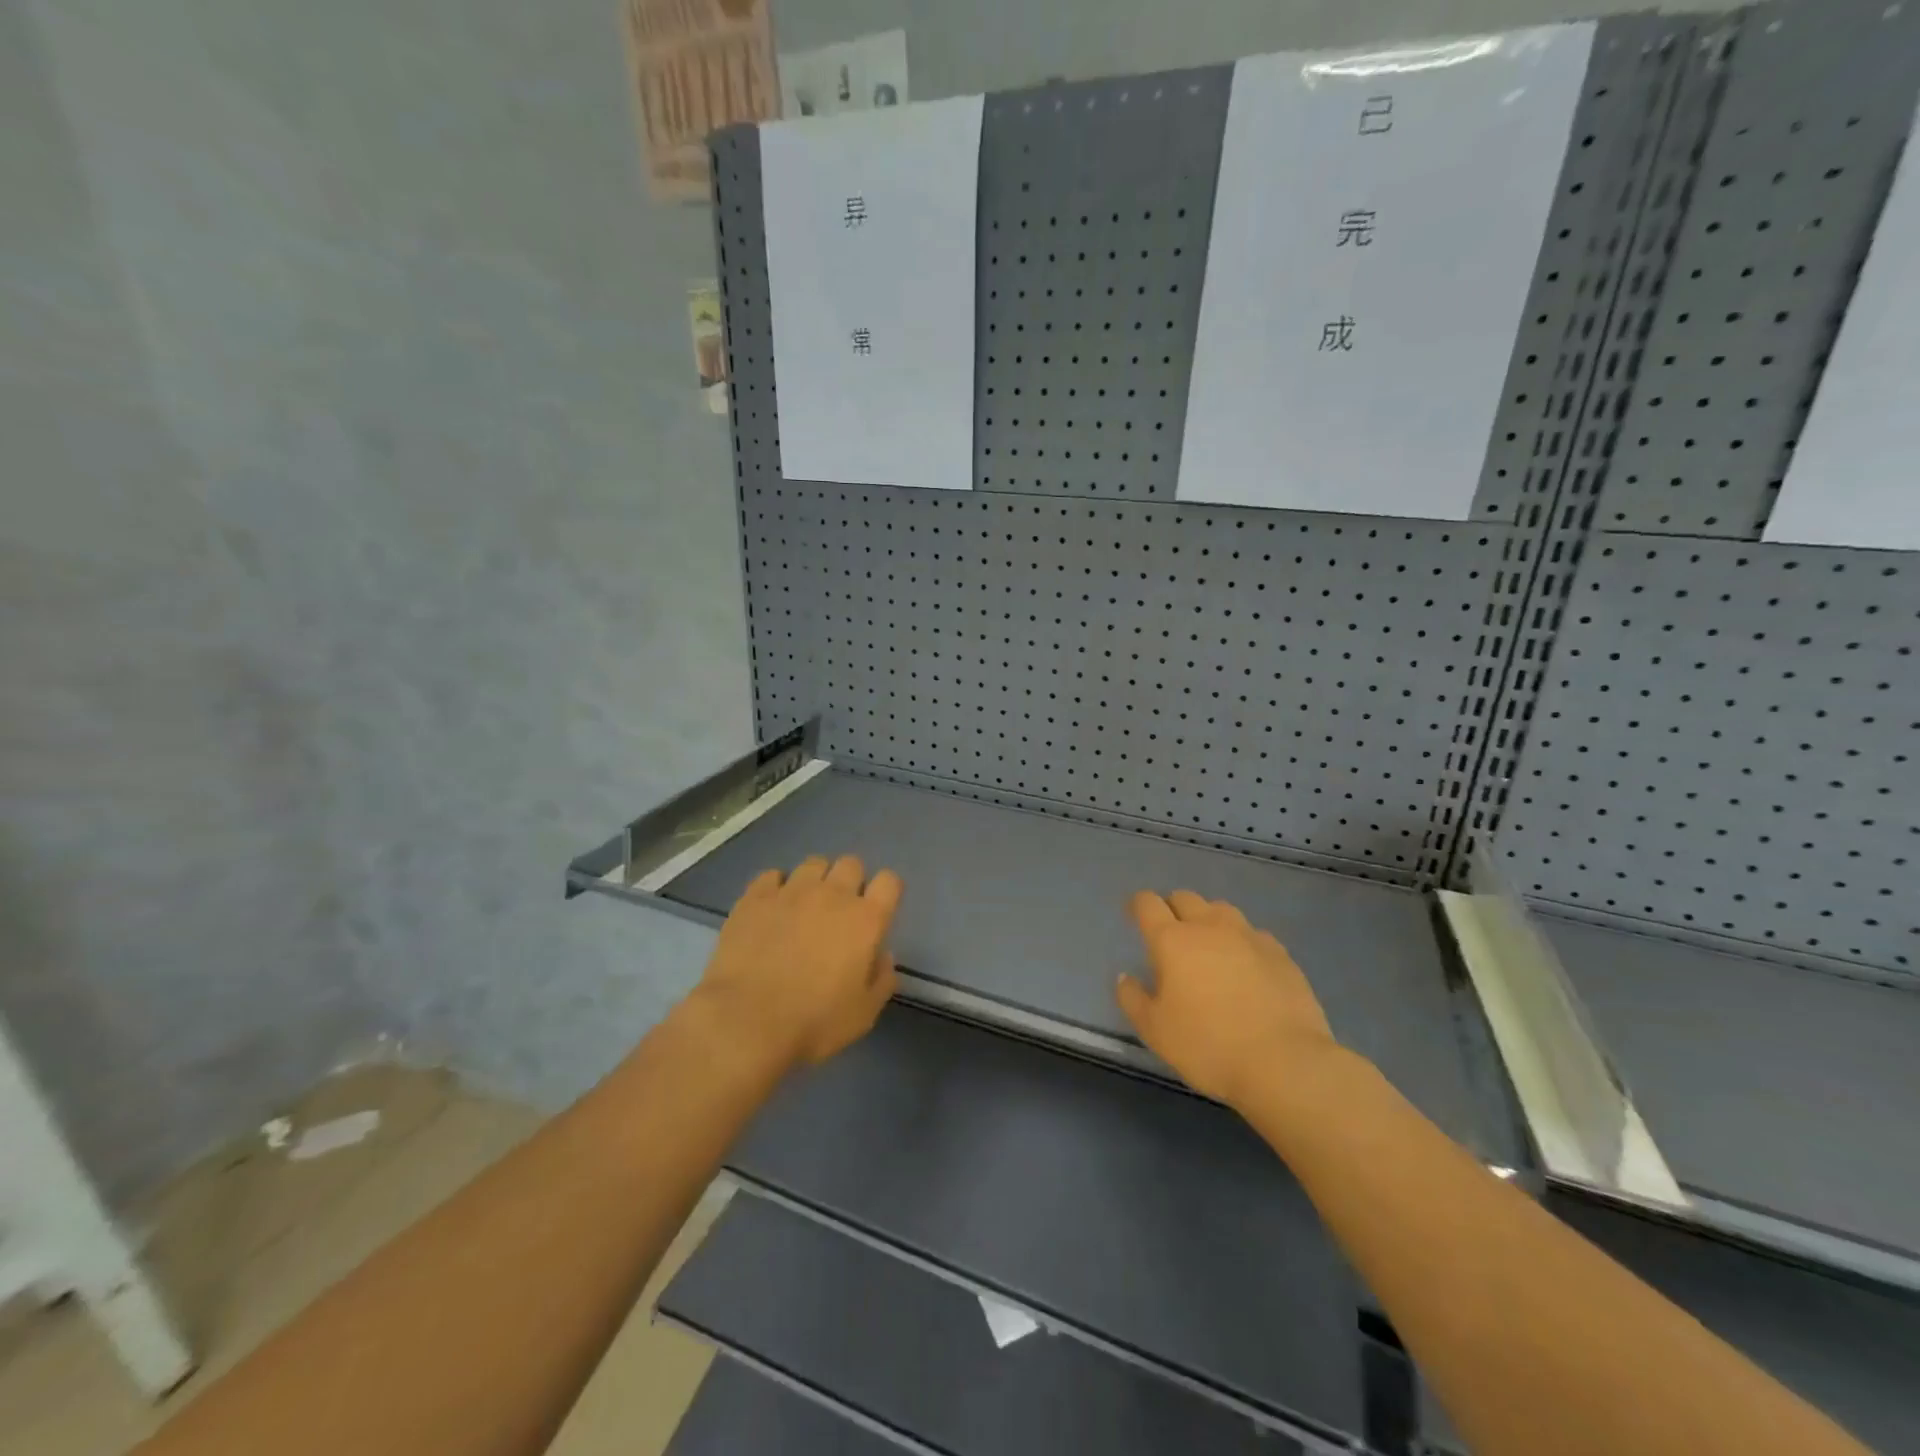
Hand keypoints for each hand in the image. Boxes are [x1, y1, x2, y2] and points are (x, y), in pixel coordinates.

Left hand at [694, 855, 902, 1072]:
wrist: (746, 1021)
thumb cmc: (813, 1022)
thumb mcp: (863, 1014)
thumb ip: (881, 979)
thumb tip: (882, 955)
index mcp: (865, 920)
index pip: (889, 881)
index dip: (886, 892)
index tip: (877, 912)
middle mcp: (832, 895)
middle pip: (851, 863)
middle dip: (850, 881)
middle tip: (839, 912)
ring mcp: (791, 891)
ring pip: (813, 863)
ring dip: (815, 880)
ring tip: (804, 907)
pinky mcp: (755, 897)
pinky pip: (772, 875)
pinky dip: (776, 887)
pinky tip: (771, 909)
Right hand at [1116, 890, 1339, 1105]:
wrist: (1285, 1063)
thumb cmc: (1208, 1046)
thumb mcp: (1155, 1030)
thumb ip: (1132, 999)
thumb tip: (1125, 977)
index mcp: (1172, 940)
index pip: (1147, 904)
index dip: (1137, 905)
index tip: (1133, 915)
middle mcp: (1209, 927)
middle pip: (1185, 898)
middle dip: (1172, 908)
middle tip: (1169, 933)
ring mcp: (1249, 936)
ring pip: (1221, 909)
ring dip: (1208, 919)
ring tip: (1208, 944)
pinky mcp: (1281, 953)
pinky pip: (1253, 933)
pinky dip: (1241, 941)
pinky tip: (1245, 964)